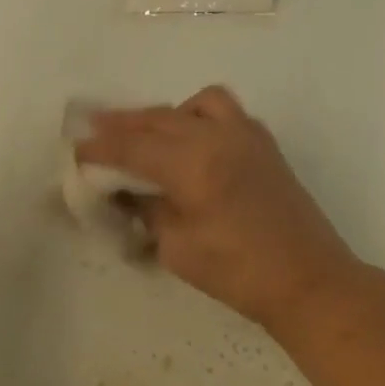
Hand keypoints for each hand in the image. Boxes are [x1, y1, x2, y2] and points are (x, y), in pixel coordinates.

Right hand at [76, 87, 360, 329]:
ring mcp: (246, 135)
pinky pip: (223, 112)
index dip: (100, 148)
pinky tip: (189, 140)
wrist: (308, 280)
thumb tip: (126, 190)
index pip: (133, 147)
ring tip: (146, 133)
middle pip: (158, 119)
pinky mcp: (263, 144)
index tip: (76, 149)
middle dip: (122, 124)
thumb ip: (147, 209)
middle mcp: (219, 137)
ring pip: (194, 105)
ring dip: (163, 115)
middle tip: (93, 128)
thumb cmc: (238, 273)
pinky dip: (197, 117)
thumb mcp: (177, 247)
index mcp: (194, 164)